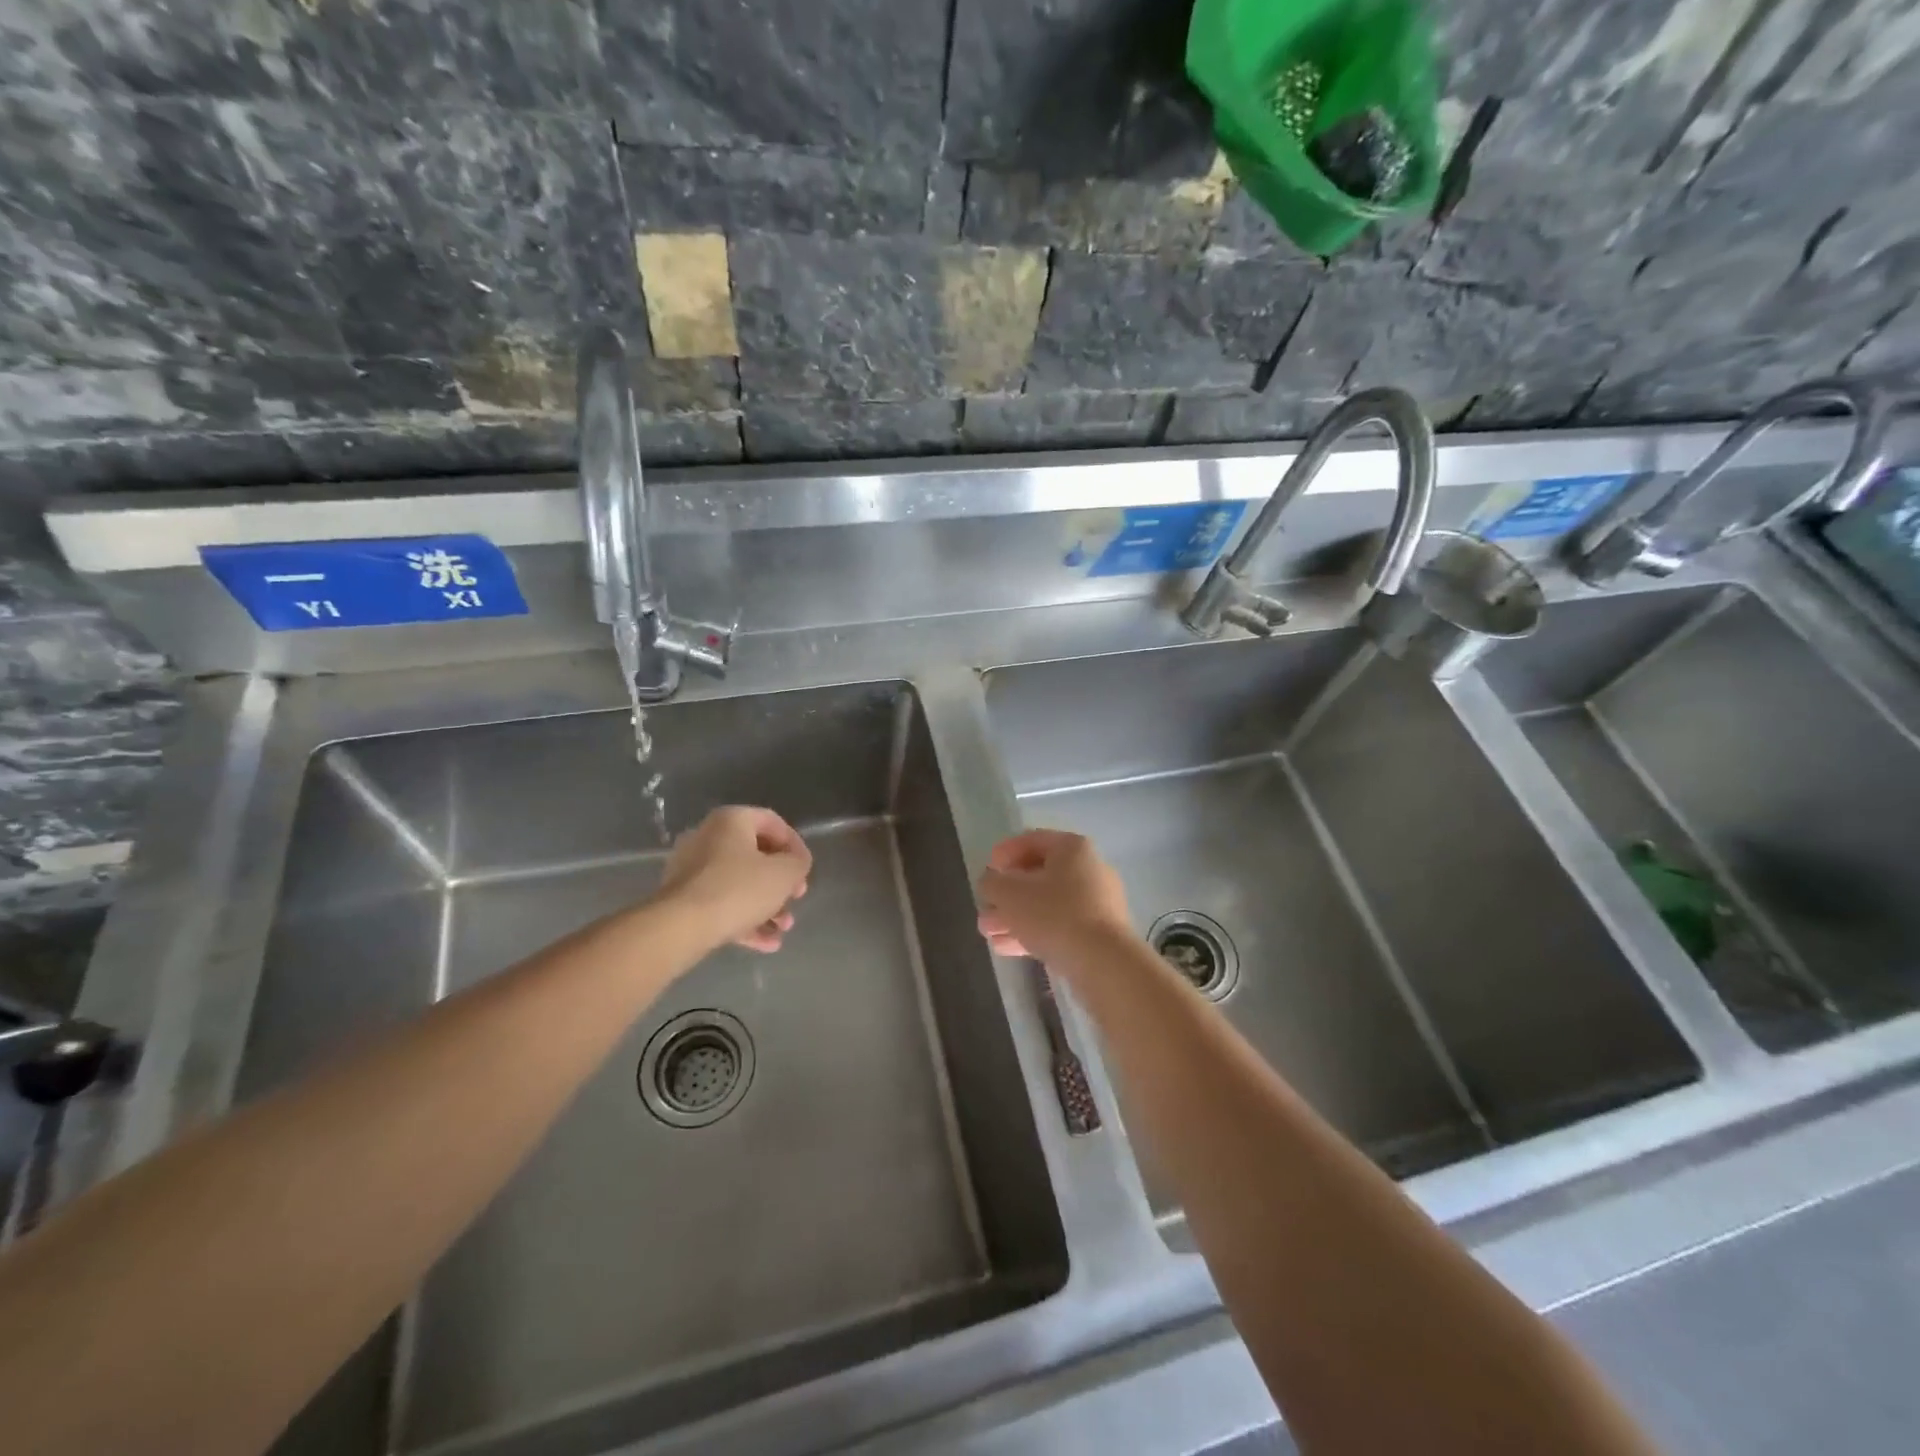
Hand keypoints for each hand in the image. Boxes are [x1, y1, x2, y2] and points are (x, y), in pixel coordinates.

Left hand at [657, 806, 811, 953]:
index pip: (773, 823)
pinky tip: (767, 943)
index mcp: (731, 821)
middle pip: (755, 856)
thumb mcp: (785, 874)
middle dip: (781, 882)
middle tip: (795, 898)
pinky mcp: (683, 899)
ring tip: (783, 928)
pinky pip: (721, 903)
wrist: (681, 927)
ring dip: (766, 905)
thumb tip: (796, 864)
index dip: (795, 845)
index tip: (805, 869)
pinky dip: (744, 919)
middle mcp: (708, 838)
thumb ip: (798, 863)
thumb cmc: (739, 889)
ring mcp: (691, 870)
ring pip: (739, 883)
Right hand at [976, 829, 1132, 969]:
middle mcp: (1089, 869)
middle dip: (1006, 894)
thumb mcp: (1010, 894)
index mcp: (1072, 848)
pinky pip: (1059, 926)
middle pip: (1038, 875)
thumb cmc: (1054, 914)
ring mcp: (1097, 903)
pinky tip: (1006, 948)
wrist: (1103, 963)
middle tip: (984, 908)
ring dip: (1015, 916)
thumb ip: (992, 883)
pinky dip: (1033, 932)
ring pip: (1046, 904)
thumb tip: (991, 883)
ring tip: (988, 933)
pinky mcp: (1098, 934)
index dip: (1004, 853)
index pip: (1031, 840)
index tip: (986, 871)